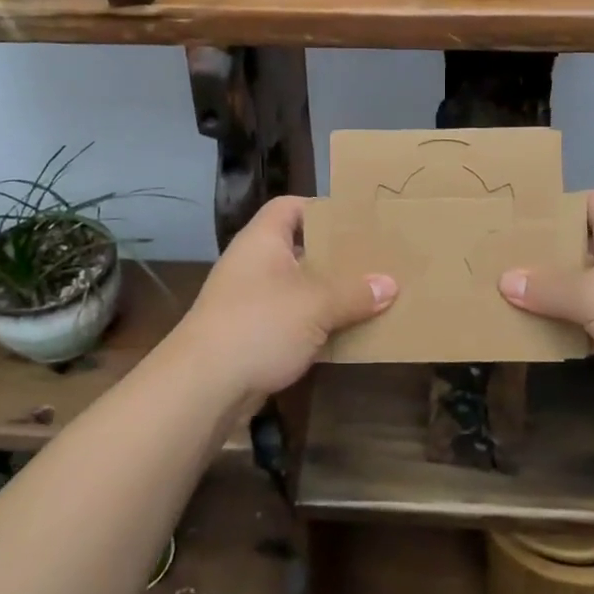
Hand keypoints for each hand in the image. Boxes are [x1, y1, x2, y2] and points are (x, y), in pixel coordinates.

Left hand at [170, 196, 395, 401]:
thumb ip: (354, 293)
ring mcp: (251, 301)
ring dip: (330, 295)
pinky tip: (348, 334)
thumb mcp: (315, 304)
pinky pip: (293, 321)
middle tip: (375, 260)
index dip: (321, 208)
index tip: (357, 221)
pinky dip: (317, 326)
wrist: (203, 386)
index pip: (290, 206)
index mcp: (263, 240)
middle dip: (336, 257)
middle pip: (300, 249)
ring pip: (299, 289)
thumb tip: (389, 284)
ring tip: (372, 296)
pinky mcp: (253, 335)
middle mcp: (255, 264)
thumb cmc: (259, 325)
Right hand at [498, 190, 593, 419]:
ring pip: (588, 283)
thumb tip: (505, 279)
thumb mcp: (591, 295)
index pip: (584, 201)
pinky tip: (542, 333)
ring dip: (557, 294)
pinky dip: (575, 323)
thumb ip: (546, 287)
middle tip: (500, 262)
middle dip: (544, 256)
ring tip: (509, 298)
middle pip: (581, 243)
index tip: (514, 223)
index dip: (551, 208)